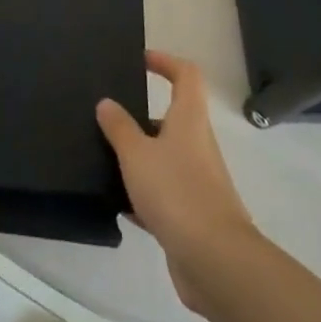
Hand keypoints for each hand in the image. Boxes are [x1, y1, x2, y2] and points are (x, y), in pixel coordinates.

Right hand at [96, 51, 254, 311]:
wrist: (215, 261)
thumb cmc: (177, 193)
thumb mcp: (137, 155)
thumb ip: (119, 127)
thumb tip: (106, 102)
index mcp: (189, 120)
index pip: (186, 75)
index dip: (166, 62)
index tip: (141, 61)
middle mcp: (198, 144)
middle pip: (173, 117)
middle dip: (141, 116)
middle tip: (108, 116)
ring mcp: (198, 181)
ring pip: (165, 157)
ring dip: (139, 157)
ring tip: (104, 158)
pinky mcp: (193, 214)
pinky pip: (164, 193)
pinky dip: (142, 194)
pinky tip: (117, 203)